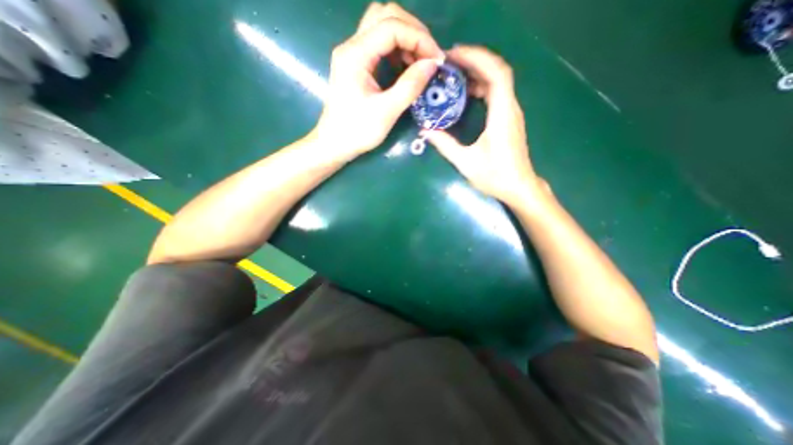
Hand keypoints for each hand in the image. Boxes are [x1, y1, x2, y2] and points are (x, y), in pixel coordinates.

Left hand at [311, 2, 445, 161]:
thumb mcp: (386, 112)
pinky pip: (379, 44)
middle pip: (385, 16)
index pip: (391, 26)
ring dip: (405, 38)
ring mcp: (353, 54)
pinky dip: (397, 49)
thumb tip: (432, 64)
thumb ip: (410, 86)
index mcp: (355, 55)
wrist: (335, 144)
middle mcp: (352, 46)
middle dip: (413, 31)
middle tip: (429, 56)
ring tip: (420, 61)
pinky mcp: (356, 65)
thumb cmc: (357, 131)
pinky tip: (405, 66)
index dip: (419, 38)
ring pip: (382, 26)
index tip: (436, 60)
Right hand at [425, 48, 548, 206]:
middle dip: (474, 62)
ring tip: (455, 75)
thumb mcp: (466, 162)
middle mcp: (510, 108)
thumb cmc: (495, 176)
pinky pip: (497, 94)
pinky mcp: (508, 119)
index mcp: (502, 114)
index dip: (477, 59)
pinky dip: (482, 87)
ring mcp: (511, 113)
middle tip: (448, 63)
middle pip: (497, 72)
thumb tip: (425, 131)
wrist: (519, 187)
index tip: (454, 56)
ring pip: (498, 82)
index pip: (496, 74)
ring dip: (478, 73)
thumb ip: (445, 145)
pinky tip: (467, 93)